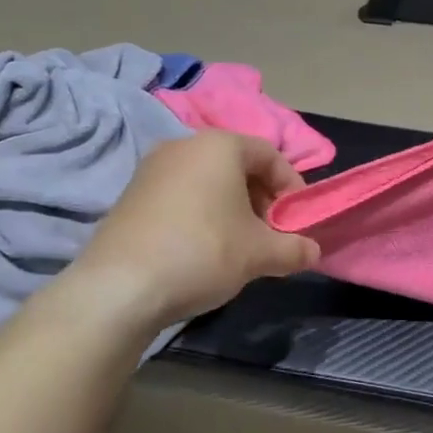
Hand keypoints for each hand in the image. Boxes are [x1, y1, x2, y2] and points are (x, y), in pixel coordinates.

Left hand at [63, 132, 321, 328]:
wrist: (119, 287)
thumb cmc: (203, 252)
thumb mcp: (260, 254)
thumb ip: (294, 248)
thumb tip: (313, 252)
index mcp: (219, 145)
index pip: (270, 155)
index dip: (292, 186)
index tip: (298, 220)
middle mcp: (184, 145)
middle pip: (237, 165)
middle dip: (262, 199)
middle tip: (271, 234)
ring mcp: (152, 169)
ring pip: (208, 181)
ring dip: (232, 208)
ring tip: (240, 245)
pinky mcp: (131, 195)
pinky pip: (181, 195)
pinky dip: (202, 214)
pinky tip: (203, 250)